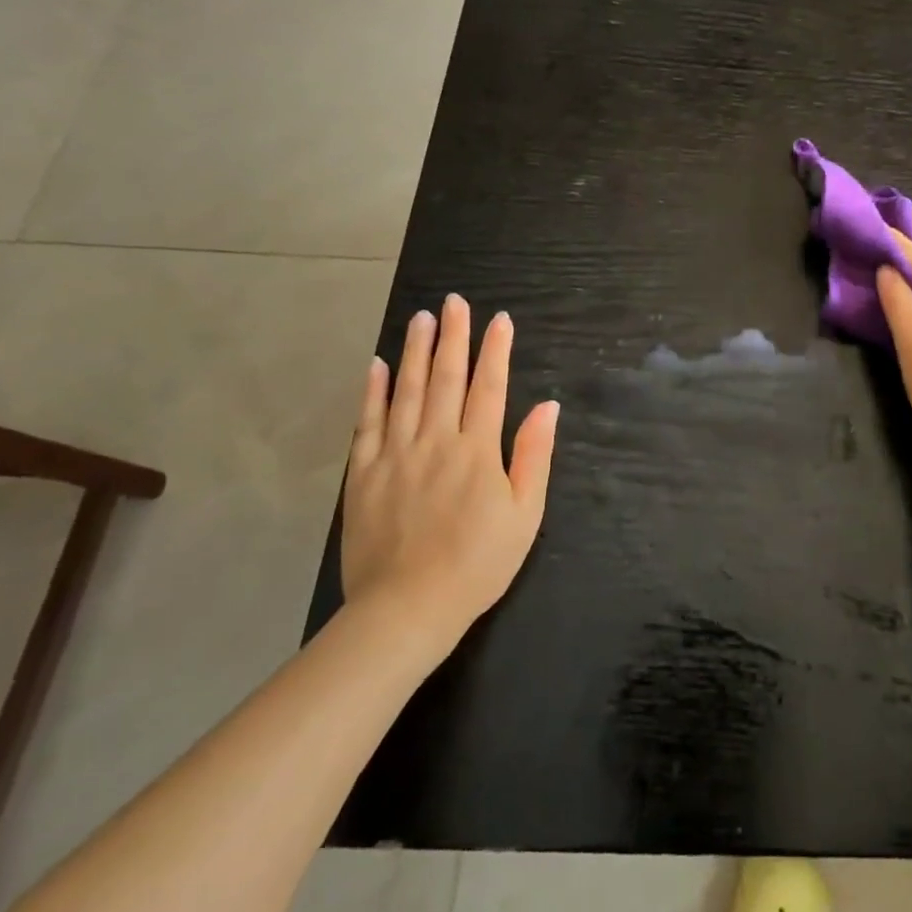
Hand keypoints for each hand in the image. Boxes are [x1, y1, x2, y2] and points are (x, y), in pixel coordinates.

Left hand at [342, 294, 559, 642]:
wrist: (407, 609)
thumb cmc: (478, 563)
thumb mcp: (525, 515)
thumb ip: (534, 456)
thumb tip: (547, 406)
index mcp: (478, 451)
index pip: (489, 387)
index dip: (496, 350)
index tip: (499, 319)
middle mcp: (436, 441)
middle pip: (446, 378)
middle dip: (453, 337)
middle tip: (454, 302)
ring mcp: (395, 455)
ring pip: (406, 391)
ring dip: (415, 351)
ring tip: (421, 318)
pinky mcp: (364, 474)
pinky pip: (367, 423)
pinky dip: (373, 391)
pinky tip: (378, 365)